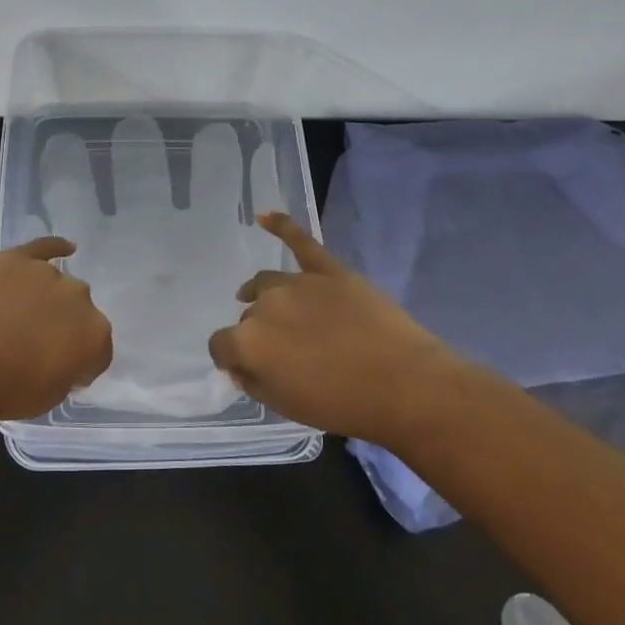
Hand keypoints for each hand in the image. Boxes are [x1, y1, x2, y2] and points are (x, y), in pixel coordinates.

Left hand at [0, 236, 113, 420]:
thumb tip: (63, 361)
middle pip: (79, 312)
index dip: (80, 365)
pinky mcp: (18, 258)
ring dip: (46, 299)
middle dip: (65, 327)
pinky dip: (55, 247)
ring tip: (18, 317)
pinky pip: (44, 247)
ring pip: (57, 285)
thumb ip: (66, 374)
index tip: (60, 373)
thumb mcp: (48, 398)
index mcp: (94, 335)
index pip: (99, 351)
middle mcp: (80, 298)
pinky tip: (65, 248)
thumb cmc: (4, 388)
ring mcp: (48, 273)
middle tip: (36, 346)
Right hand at [208, 213, 455, 443]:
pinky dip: (281, 226)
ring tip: (268, 305)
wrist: (403, 384)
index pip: (220, 345)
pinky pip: (300, 241)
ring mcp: (298, 283)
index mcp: (249, 342)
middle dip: (258, 333)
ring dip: (263, 296)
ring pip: (267, 283)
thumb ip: (254, 383)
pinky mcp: (329, 270)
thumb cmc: (341, 404)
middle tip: (283, 353)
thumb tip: (240, 366)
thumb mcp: (285, 408)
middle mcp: (265, 305)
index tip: (244, 368)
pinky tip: (264, 216)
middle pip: (249, 316)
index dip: (230, 358)